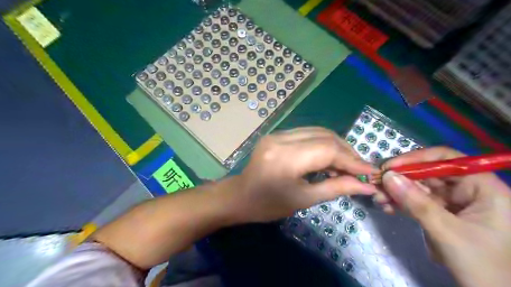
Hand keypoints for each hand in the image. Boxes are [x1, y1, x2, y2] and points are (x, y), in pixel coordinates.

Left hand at [229, 128, 375, 223]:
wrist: (240, 196)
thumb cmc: (269, 205)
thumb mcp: (304, 199)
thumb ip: (336, 188)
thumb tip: (365, 185)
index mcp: (286, 158)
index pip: (328, 150)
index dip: (352, 160)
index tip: (370, 171)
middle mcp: (281, 139)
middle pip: (324, 136)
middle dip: (346, 151)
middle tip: (359, 168)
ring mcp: (277, 133)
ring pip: (317, 131)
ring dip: (336, 146)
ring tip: (346, 164)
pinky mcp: (276, 134)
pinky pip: (306, 134)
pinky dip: (322, 143)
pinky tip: (328, 157)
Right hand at [376, 147, 510, 286]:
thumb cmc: (483, 266)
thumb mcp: (447, 232)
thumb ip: (416, 203)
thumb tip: (388, 176)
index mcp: (483, 187)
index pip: (446, 159)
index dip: (416, 159)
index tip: (390, 167)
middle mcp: (468, 190)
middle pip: (428, 173)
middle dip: (400, 179)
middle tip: (377, 184)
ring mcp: (453, 202)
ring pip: (419, 188)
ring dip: (396, 192)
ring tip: (379, 199)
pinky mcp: (441, 214)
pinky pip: (416, 202)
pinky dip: (401, 203)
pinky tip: (387, 207)